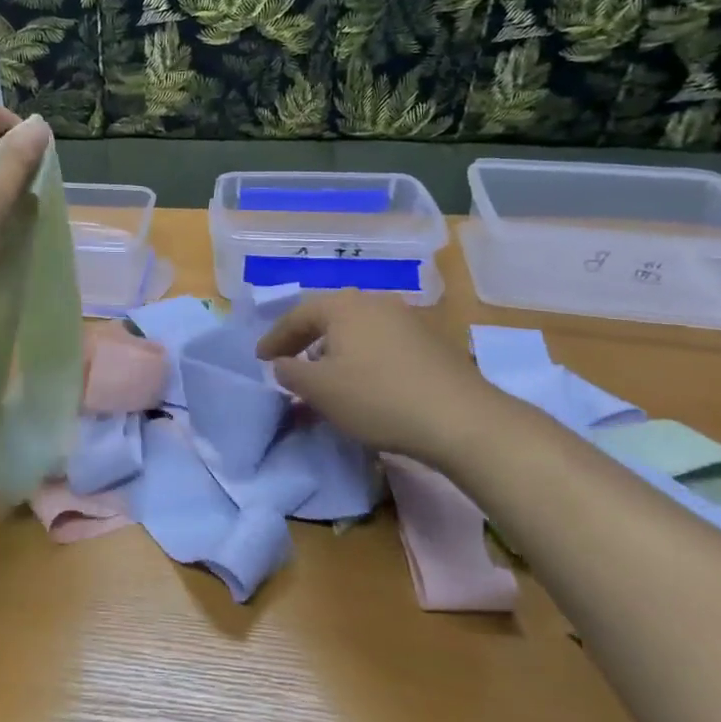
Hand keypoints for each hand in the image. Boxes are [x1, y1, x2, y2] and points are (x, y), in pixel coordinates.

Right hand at [255, 291, 496, 464]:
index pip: (297, 316)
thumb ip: (291, 374)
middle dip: (306, 340)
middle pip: (329, 318)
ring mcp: (406, 319)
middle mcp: (374, 302)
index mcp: (342, 306)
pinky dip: (363, 358)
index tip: (259, 358)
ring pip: (357, 330)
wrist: (461, 419)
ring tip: (325, 375)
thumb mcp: (321, 391)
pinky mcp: (431, 342)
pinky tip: (365, 382)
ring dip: (336, 351)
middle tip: (288, 361)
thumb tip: (281, 364)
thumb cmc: (378, 398)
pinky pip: (382, 343)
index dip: (275, 338)